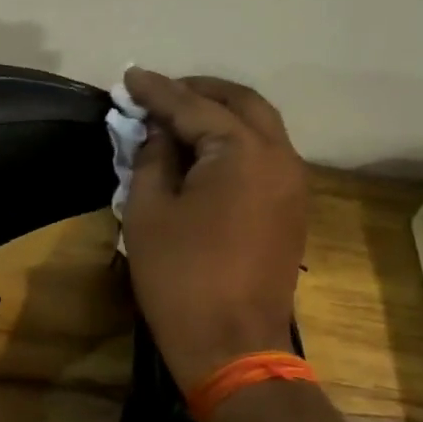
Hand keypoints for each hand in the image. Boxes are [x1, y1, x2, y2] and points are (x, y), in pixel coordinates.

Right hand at [121, 68, 307, 389]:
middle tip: (159, 93)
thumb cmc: (179, 277)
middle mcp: (281, 156)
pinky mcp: (292, 209)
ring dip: (221, 116)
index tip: (129, 77)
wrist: (232, 344)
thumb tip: (159, 134)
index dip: (157, 90)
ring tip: (179, 119)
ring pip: (260, 128)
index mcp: (243, 152)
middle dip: (199, 92)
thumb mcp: (148, 212)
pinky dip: (236, 143)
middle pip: (242, 104)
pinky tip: (205, 155)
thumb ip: (153, 160)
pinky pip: (266, 156)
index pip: (194, 106)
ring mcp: (293, 184)